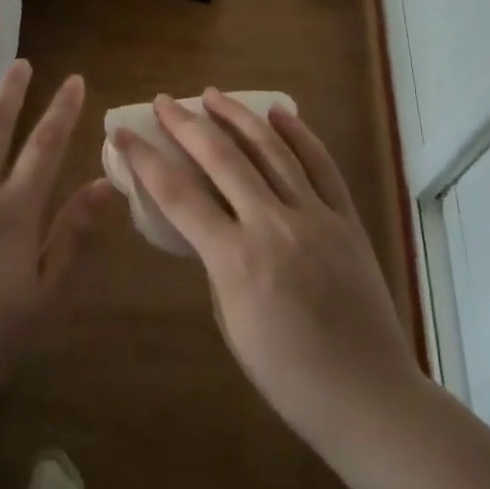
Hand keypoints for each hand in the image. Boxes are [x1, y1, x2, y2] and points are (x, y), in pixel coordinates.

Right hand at [116, 90, 420, 452]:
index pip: (177, 195)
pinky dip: (298, 134)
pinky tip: (279, 112)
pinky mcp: (346, 219)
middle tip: (165, 101)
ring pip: (271, 150)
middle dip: (187, 124)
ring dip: (237, 117)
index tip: (124, 134)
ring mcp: (315, 217)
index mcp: (235, 260)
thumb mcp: (231, 321)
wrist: (365, 393)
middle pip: (221, 159)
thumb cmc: (286, 374)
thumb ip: (218, 263)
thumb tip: (214, 225)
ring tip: (213, 94)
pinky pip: (321, 165)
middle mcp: (273, 226)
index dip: (145, 160)